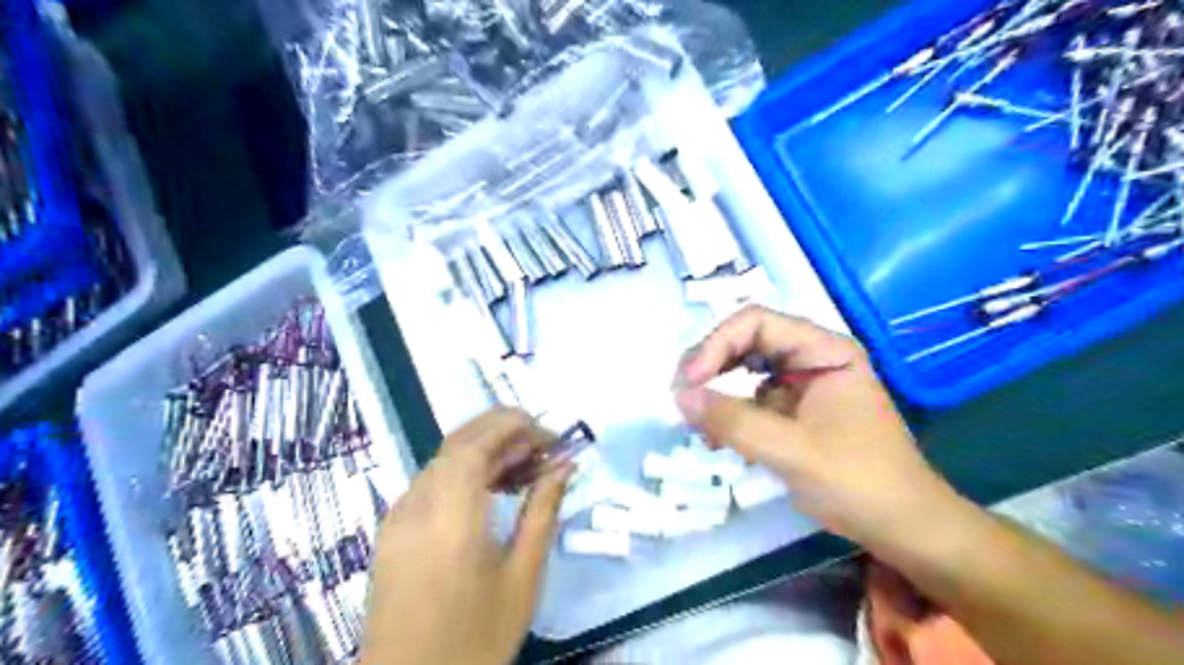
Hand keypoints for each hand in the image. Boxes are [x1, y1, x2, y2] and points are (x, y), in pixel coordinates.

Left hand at [360, 410, 572, 663]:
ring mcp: (399, 514)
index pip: (479, 440)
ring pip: (445, 459)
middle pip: (460, 441)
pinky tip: (492, 491)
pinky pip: (432, 481)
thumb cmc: (475, 638)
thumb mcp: (522, 576)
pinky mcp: (393, 529)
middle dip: (505, 433)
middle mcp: (417, 502)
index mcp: (450, 513)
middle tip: (544, 450)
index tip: (552, 436)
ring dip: (486, 451)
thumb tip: (565, 464)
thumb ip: (542, 511)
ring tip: (526, 469)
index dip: (516, 426)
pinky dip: (465, 471)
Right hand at [671, 304, 955, 551]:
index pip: (756, 323)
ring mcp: (801, 383)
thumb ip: (733, 421)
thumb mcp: (792, 451)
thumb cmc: (859, 482)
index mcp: (823, 350)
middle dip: (710, 365)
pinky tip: (715, 437)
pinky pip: (750, 398)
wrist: (903, 528)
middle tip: (682, 396)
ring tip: (695, 420)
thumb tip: (679, 396)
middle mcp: (811, 357)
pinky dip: (728, 412)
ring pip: (744, 369)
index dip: (716, 344)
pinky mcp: (793, 410)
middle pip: (746, 341)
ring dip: (715, 389)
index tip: (689, 381)